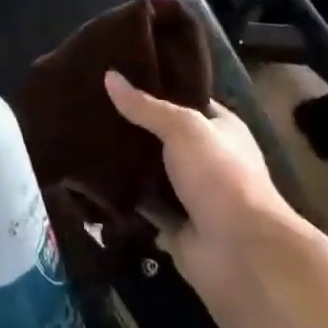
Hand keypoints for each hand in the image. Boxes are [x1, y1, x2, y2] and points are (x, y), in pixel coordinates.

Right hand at [104, 71, 312, 327]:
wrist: (242, 253)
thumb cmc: (220, 175)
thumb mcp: (182, 127)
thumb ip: (145, 106)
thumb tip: (109, 76)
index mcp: (221, 129)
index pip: (187, 98)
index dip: (158, 86)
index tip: (121, 74)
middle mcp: (208, 159)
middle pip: (163, 136)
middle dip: (134, 124)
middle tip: (92, 104)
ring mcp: (191, 194)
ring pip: (151, 171)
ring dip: (126, 162)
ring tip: (85, 136)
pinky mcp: (175, 226)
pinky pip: (143, 205)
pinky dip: (123, 197)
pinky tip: (92, 178)